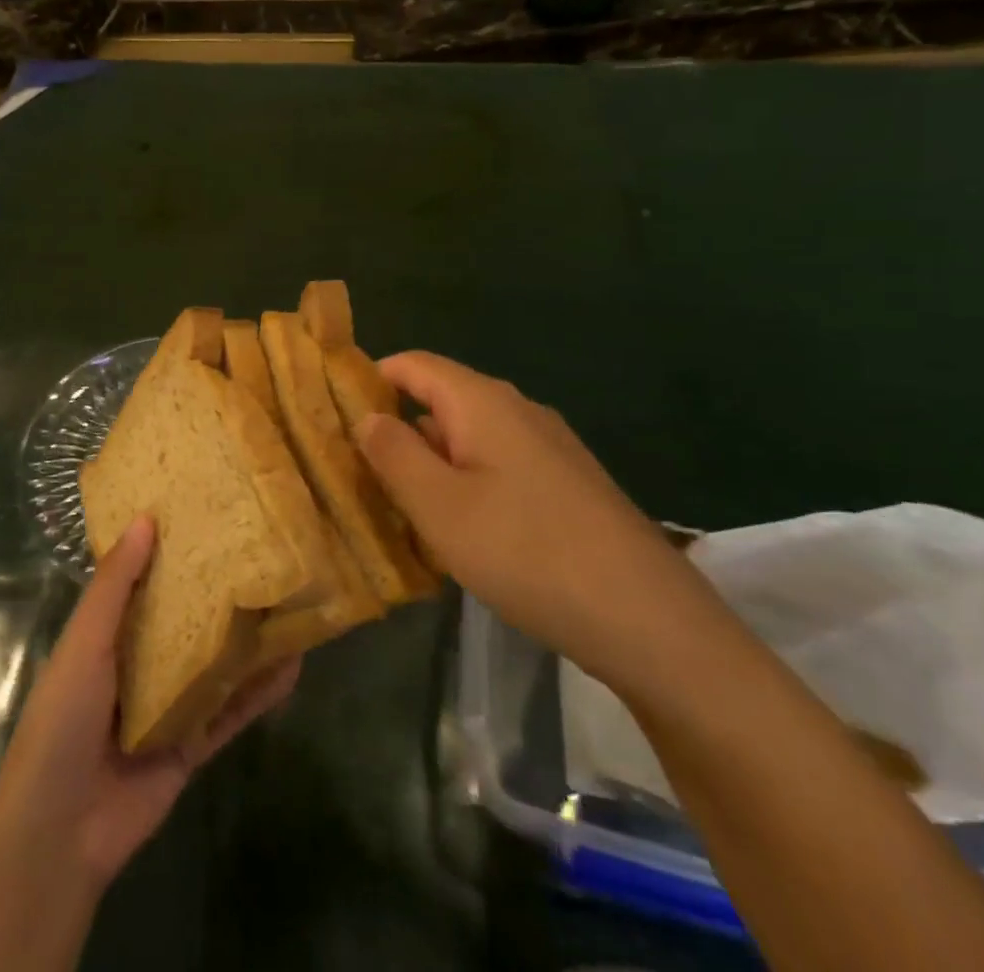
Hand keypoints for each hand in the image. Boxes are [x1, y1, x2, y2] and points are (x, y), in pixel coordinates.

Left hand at [0, 517, 301, 888]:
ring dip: (248, 638)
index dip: (170, 548)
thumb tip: (145, 518)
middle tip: (261, 549)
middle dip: (217, 589)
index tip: (205, 511)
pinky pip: (231, 711)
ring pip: (216, 661)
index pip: (143, 580)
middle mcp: (141, 662)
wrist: (61, 831)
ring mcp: (169, 705)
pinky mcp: (192, 744)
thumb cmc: (63, 719)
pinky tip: (292, 666)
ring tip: (289, 600)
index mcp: (108, 634)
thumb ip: (115, 586)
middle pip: (186, 618)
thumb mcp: (85, 643)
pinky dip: (259, 691)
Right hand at [356, 351, 707, 689]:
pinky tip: (462, 531)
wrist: (650, 620)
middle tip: (359, 472)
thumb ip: (393, 453)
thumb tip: (368, 416)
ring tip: (400, 507)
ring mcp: (549, 447)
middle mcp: (518, 410)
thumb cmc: (527, 552)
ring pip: (470, 437)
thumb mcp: (439, 506)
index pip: (413, 364)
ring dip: (431, 463)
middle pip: (441, 400)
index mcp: (482, 401)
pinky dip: (467, 483)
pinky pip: (500, 466)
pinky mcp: (568, 484)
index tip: (333, 411)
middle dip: (397, 429)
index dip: (370, 378)